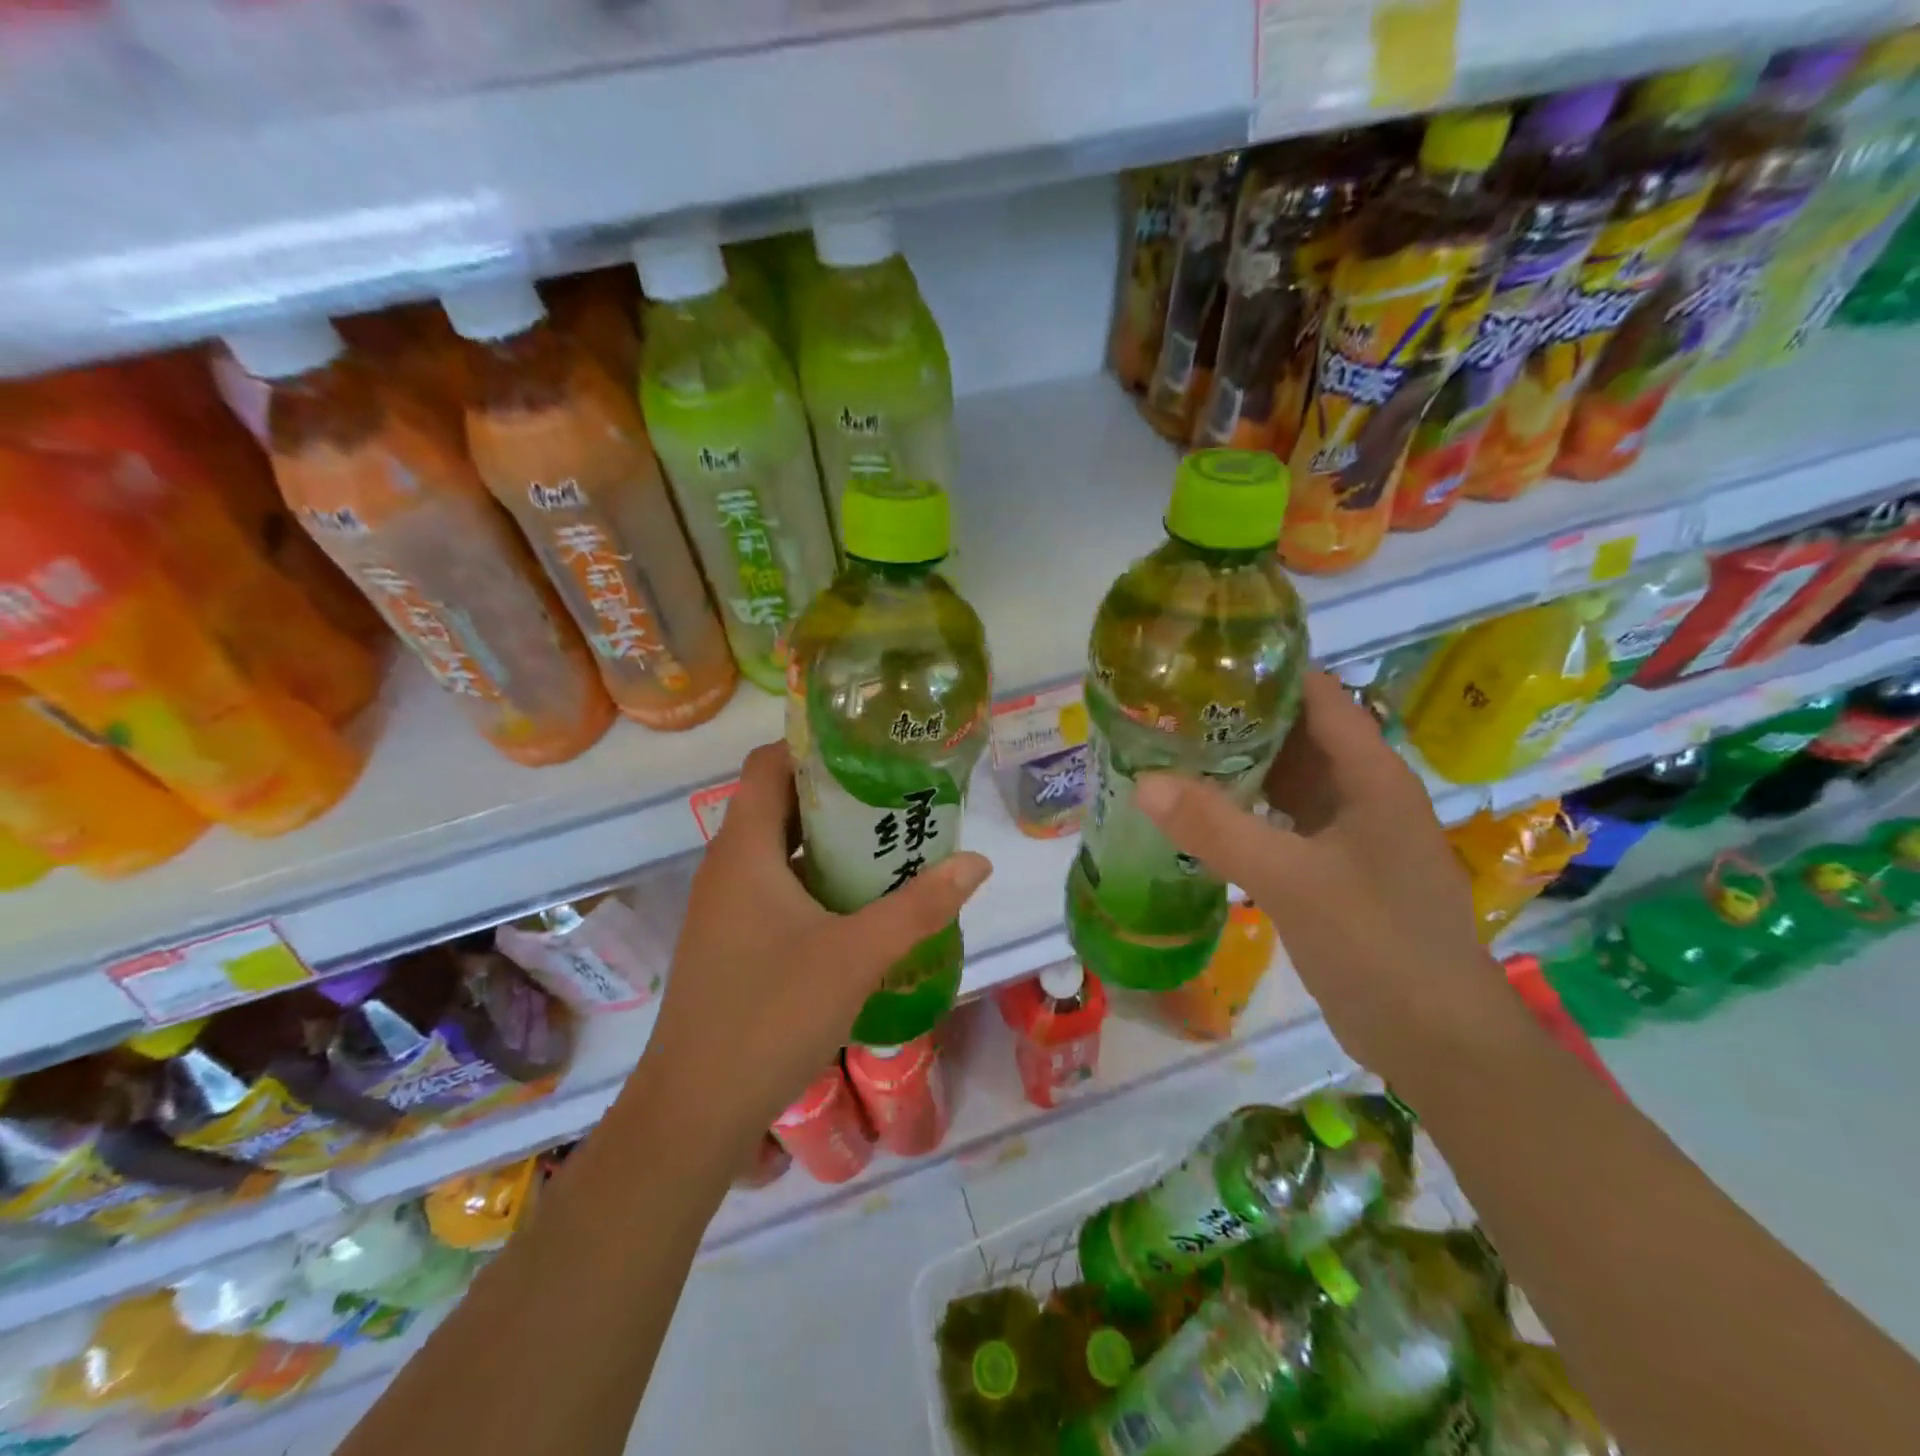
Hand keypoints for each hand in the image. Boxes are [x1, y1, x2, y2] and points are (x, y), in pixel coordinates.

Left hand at [640, 741, 992, 1154]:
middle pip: (779, 803)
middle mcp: (727, 867)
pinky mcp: (730, 941)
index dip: (814, 745)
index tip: (870, 748)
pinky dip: (814, 880)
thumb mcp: (856, 955)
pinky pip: (774, 887)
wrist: (695, 1109)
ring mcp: (724, 907)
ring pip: (778, 850)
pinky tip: (858, 904)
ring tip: (889, 842)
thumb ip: (920, 906)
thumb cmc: (770, 1014)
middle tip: (897, 794)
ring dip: (828, 841)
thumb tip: (977, 863)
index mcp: (744, 849)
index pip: (769, 764)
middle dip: (836, 794)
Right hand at [1133, 670, 1511, 1082]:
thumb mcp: (1291, 879)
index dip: (1266, 671)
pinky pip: (1281, 822)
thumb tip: (1144, 782)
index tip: (1200, 662)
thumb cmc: (1377, 944)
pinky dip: (1243, 811)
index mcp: (1370, 775)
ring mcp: (1348, 833)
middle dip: (1237, 718)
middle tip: (1167, 708)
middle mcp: (1362, 793)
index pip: (1318, 695)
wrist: (1435, 1041)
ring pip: (1286, 780)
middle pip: (1297, 734)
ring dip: (1237, 766)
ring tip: (1170, 751)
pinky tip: (1197, 815)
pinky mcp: (1332, 869)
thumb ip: (1217, 828)